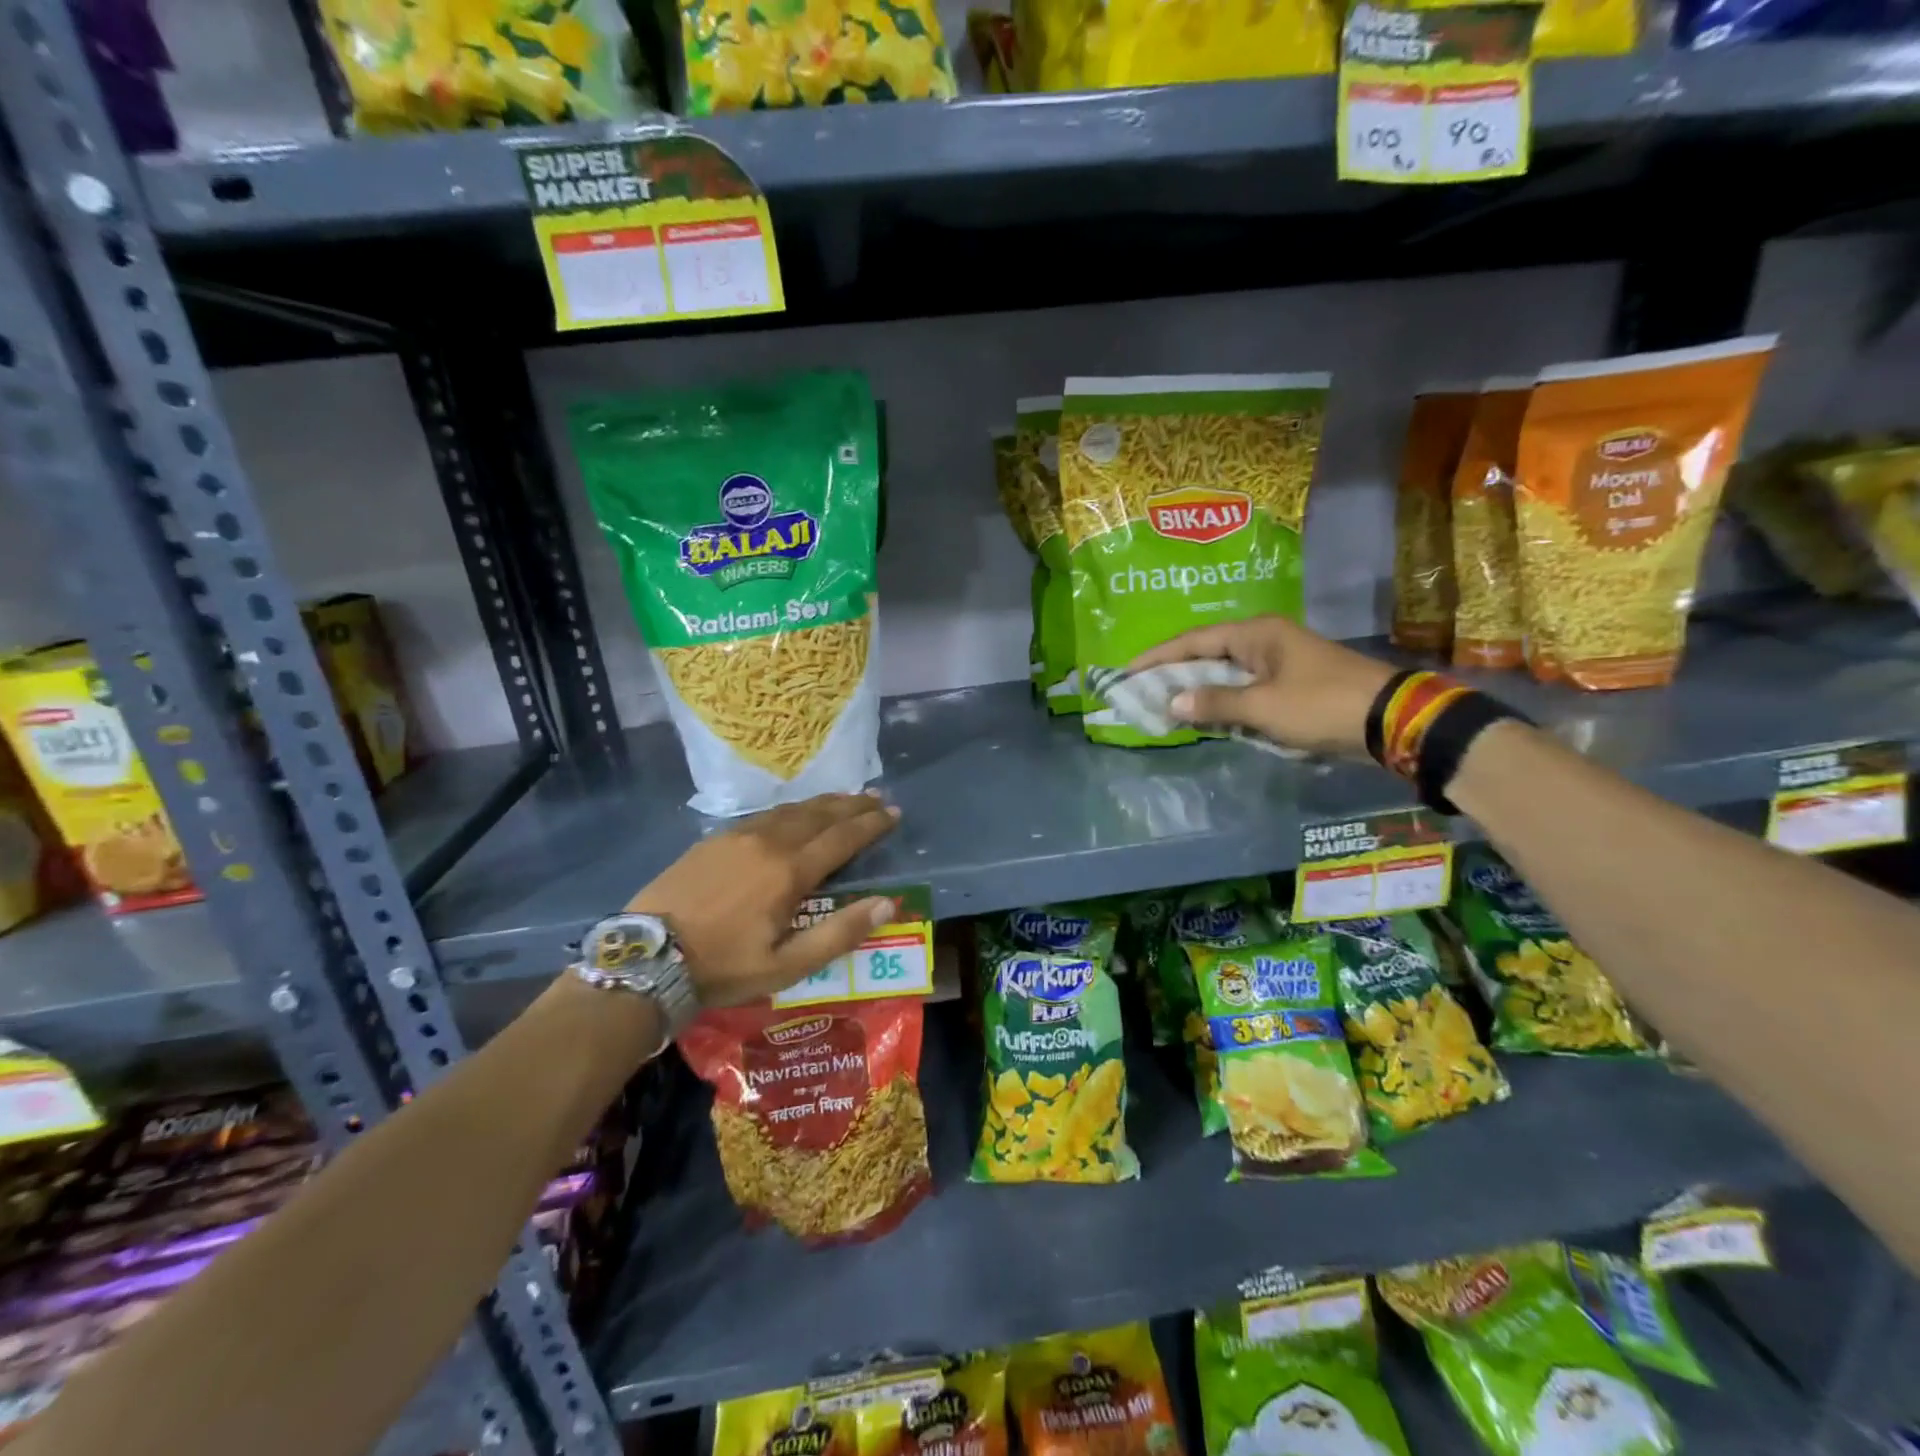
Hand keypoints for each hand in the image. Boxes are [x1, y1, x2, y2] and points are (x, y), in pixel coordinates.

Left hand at [628, 792, 900, 1006]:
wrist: (646, 956)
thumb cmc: (723, 966)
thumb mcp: (788, 965)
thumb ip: (840, 933)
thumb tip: (887, 903)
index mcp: (789, 871)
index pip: (842, 838)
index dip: (871, 824)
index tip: (893, 813)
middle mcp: (768, 842)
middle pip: (819, 815)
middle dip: (852, 805)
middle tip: (877, 798)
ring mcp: (738, 836)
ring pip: (791, 810)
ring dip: (823, 804)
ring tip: (844, 799)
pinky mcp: (714, 839)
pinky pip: (764, 815)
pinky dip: (791, 810)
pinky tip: (793, 814)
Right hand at [1129, 617, 1394, 757]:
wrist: (1391, 720)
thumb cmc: (1321, 705)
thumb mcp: (1263, 707)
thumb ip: (1215, 703)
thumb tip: (1172, 702)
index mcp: (1256, 634)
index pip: (1194, 640)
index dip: (1158, 656)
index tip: (1127, 671)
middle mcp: (1264, 641)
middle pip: (1207, 654)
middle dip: (1174, 673)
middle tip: (1141, 690)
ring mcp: (1279, 662)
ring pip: (1225, 673)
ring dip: (1197, 689)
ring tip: (1164, 704)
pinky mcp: (1290, 684)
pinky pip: (1244, 689)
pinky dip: (1222, 701)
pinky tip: (1205, 715)